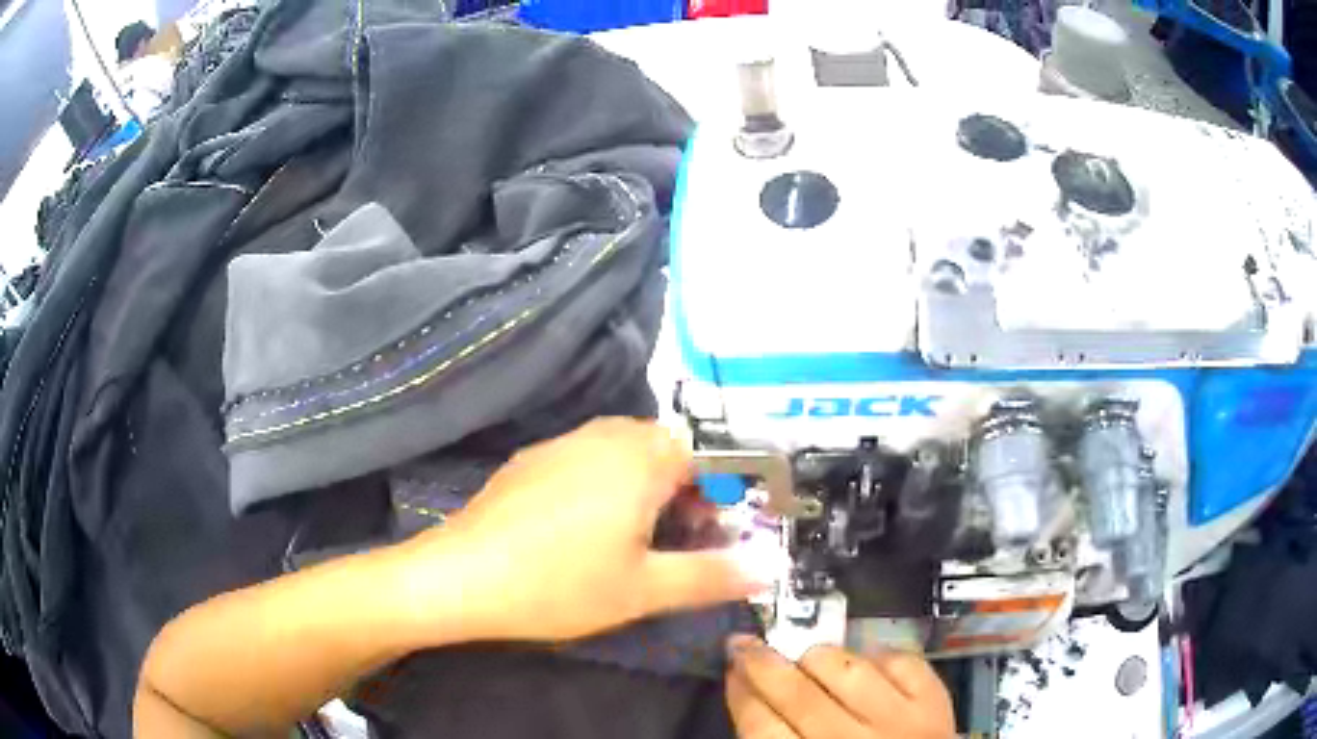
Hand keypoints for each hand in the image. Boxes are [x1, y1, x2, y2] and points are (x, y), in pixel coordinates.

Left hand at [398, 418, 766, 642]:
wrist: (461, 577)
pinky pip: (586, 456)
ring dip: (644, 483)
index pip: (706, 454)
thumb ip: (714, 575)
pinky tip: (582, 528)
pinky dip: (605, 481)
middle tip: (679, 538)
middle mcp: (603, 436)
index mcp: (641, 459)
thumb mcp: (646, 589)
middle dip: (684, 487)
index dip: (721, 492)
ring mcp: (561, 443)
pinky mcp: (531, 459)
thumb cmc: (560, 585)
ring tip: (635, 536)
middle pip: (665, 447)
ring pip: (624, 449)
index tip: (715, 533)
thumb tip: (770, 565)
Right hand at [726, 637, 954, 738]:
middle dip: (763, 664)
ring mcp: (899, 721)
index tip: (731, 670)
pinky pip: (902, 661)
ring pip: (849, 670)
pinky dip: (879, 655)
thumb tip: (752, 702)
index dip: (741, 693)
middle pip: (797, 696)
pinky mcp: (934, 703)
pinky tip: (866, 662)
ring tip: (808, 659)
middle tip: (745, 644)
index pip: (762, 728)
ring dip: (819, 657)